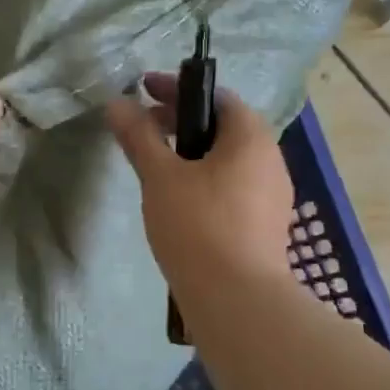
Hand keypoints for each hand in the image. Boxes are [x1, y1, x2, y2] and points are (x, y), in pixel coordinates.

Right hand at [106, 72, 293, 288]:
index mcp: (251, 138)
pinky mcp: (265, 225)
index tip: (143, 90)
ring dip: (192, 152)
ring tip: (156, 164)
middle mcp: (270, 160)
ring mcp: (272, 195)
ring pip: (228, 159)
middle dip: (182, 121)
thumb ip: (139, 137)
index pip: (217, 96)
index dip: (178, 89)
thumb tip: (117, 103)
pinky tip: (179, 199)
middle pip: (224, 126)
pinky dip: (204, 178)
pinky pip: (232, 185)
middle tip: (144, 127)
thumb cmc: (198, 225)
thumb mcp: (160, 176)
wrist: (237, 300)